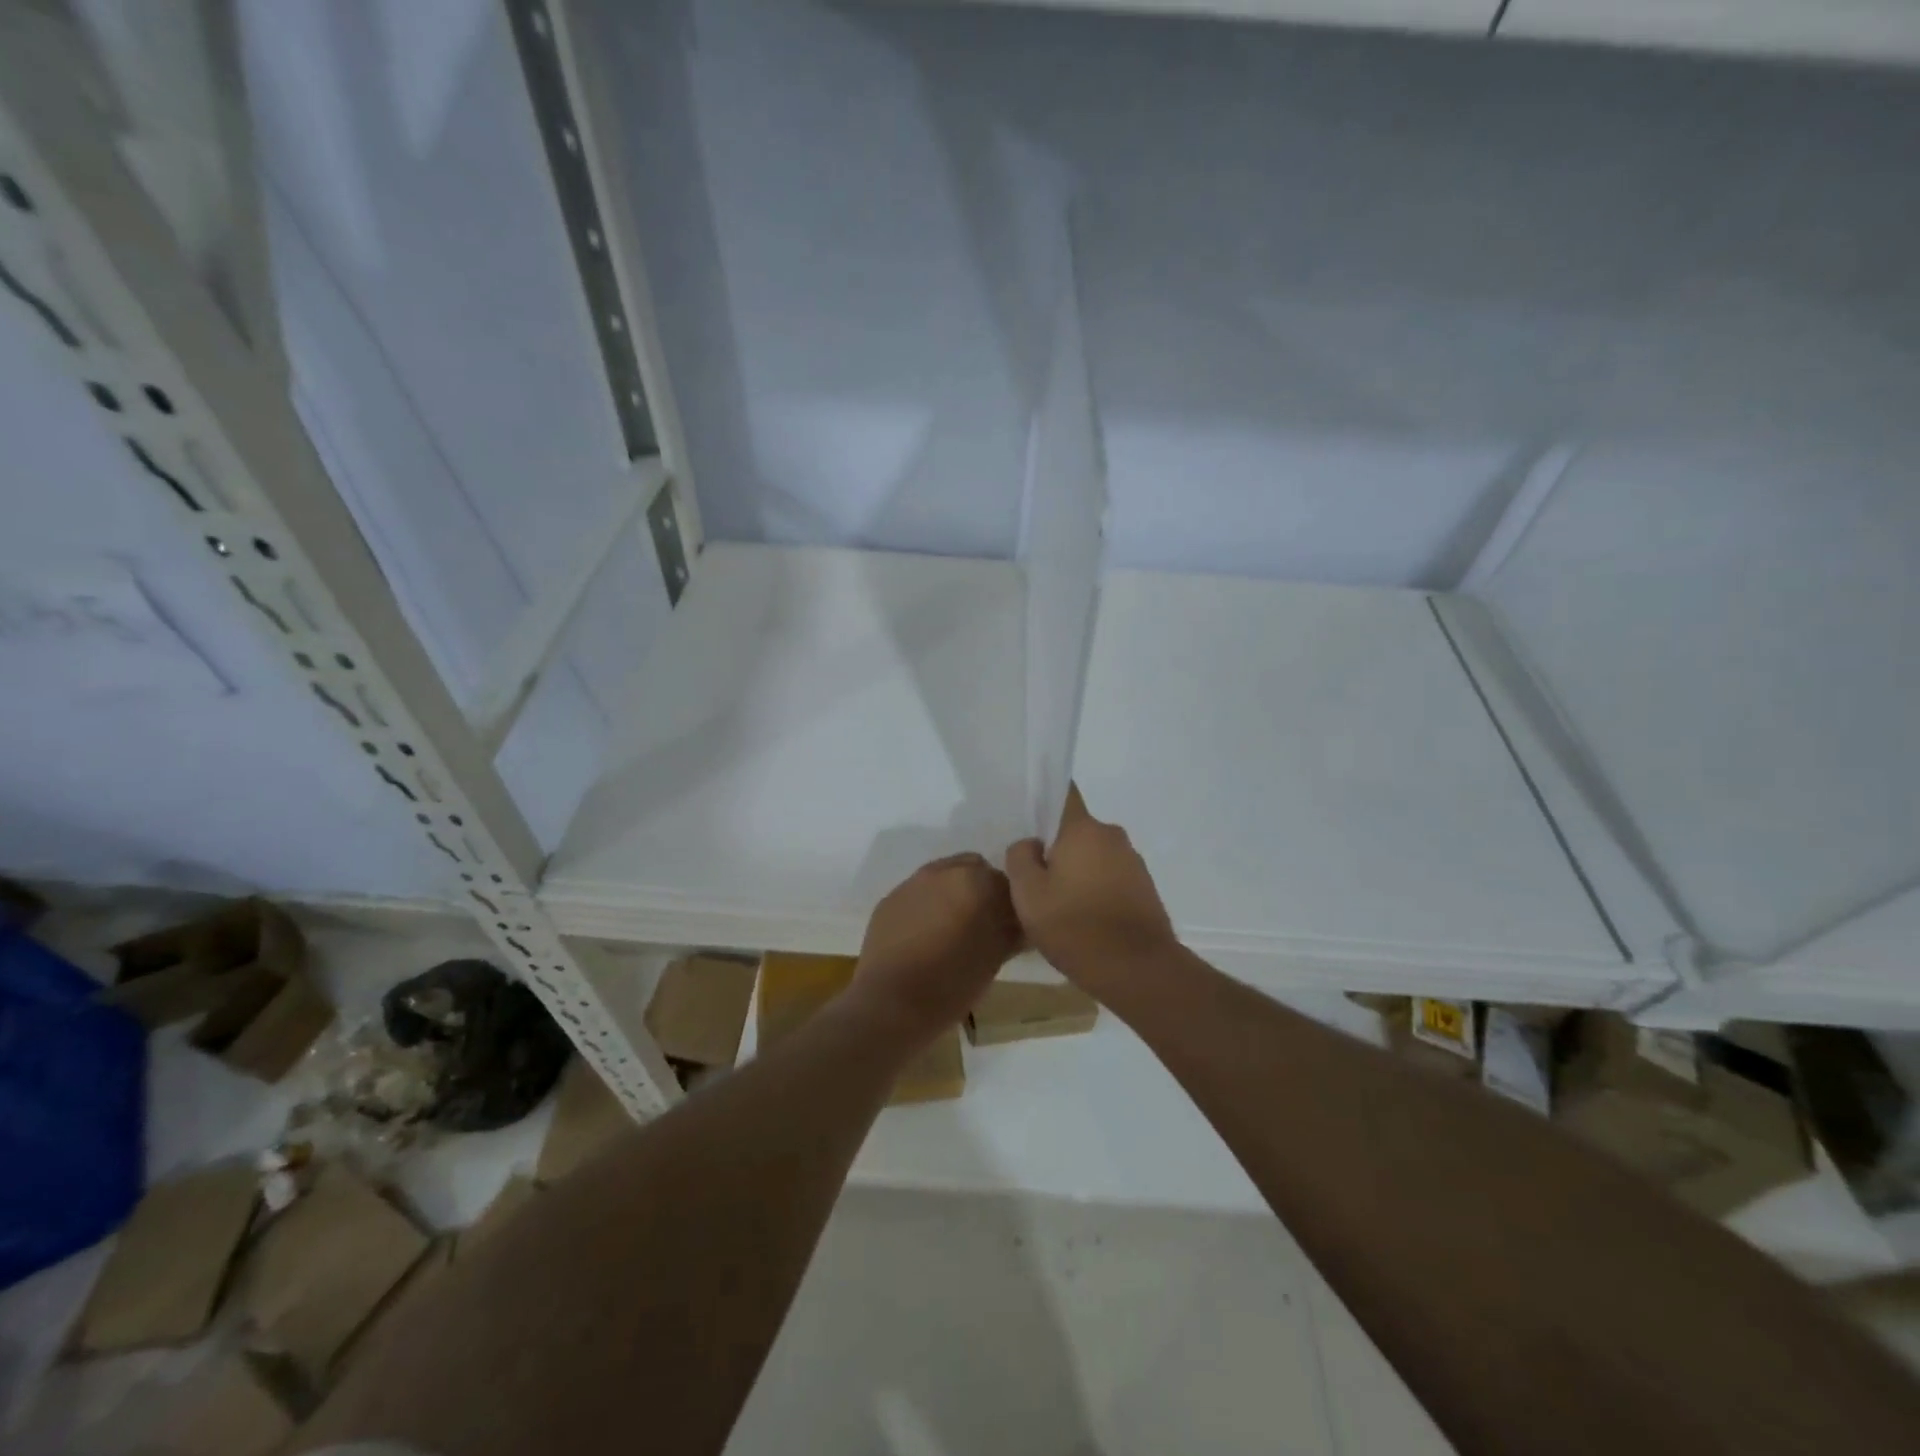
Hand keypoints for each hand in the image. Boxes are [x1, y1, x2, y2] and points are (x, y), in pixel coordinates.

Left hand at [850, 852, 1020, 1042]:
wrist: (890, 1004)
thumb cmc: (951, 983)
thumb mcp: (994, 958)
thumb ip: (1011, 930)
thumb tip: (1020, 922)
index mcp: (973, 881)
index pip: (1006, 882)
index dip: (1012, 905)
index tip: (1010, 927)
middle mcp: (941, 872)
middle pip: (974, 869)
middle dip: (982, 891)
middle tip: (984, 926)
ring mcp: (911, 883)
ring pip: (943, 878)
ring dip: (954, 895)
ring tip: (953, 931)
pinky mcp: (889, 900)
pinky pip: (918, 894)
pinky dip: (928, 906)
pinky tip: (925, 937)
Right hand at [1005, 786, 1176, 989]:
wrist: (1139, 970)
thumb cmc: (1075, 927)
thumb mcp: (1028, 894)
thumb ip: (1020, 858)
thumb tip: (1030, 844)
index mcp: (1083, 829)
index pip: (1064, 792)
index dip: (1044, 799)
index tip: (1028, 818)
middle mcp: (1112, 836)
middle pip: (1075, 830)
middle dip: (1056, 847)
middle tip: (1034, 876)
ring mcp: (1133, 862)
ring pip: (1094, 855)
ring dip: (1077, 871)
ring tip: (1058, 905)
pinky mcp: (1145, 888)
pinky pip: (1110, 877)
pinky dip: (1095, 889)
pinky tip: (1083, 919)